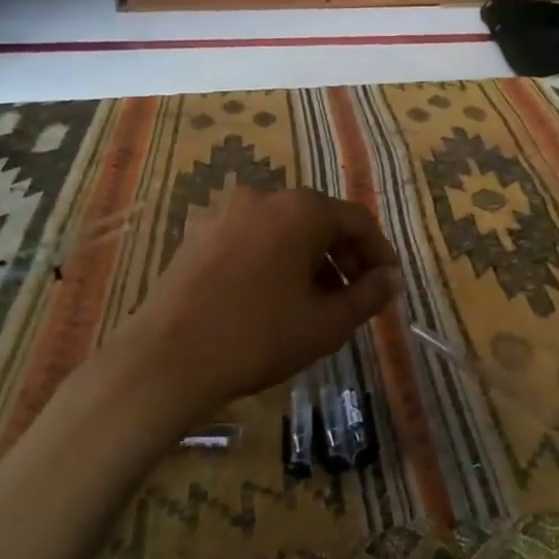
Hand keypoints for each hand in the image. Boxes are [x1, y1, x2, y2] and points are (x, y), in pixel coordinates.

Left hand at [114, 186, 400, 412]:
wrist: (166, 360)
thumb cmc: (259, 337)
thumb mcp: (327, 323)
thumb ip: (369, 295)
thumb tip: (393, 279)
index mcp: (300, 210)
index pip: (357, 220)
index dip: (379, 252)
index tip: (388, 284)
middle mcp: (263, 198)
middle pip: (320, 220)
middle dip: (345, 257)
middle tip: (356, 297)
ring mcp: (225, 215)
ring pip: (285, 231)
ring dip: (310, 260)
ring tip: (317, 303)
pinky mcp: (198, 237)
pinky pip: (253, 240)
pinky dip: (275, 261)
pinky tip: (274, 299)